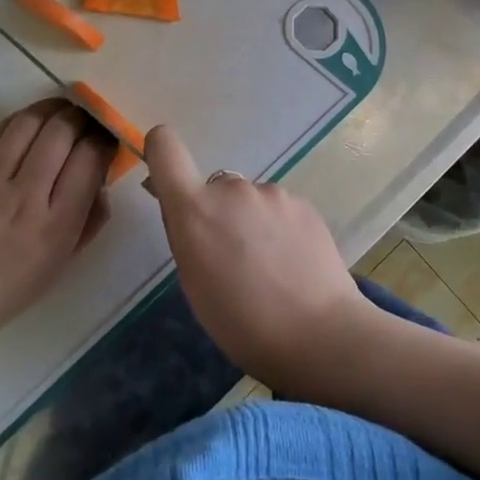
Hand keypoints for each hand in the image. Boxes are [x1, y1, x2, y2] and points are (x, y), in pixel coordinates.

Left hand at [0, 99, 111, 333]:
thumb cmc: (14, 285)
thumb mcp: (66, 259)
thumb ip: (91, 216)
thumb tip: (102, 175)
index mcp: (57, 223)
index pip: (89, 160)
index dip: (104, 141)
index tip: (106, 140)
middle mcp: (26, 196)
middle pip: (62, 133)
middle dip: (82, 118)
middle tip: (88, 119)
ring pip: (28, 124)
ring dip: (52, 109)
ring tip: (62, 109)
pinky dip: (19, 120)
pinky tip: (30, 121)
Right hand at [145, 125, 374, 389]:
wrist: (319, 333)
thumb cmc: (241, 322)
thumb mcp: (194, 281)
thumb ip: (185, 233)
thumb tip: (180, 204)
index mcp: (195, 208)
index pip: (165, 146)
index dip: (161, 152)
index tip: (167, 180)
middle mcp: (232, 188)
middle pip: (214, 187)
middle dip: (217, 212)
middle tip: (233, 258)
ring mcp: (272, 192)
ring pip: (249, 200)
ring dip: (251, 221)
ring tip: (269, 267)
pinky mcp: (304, 203)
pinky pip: (279, 209)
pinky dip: (279, 228)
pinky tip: (293, 263)